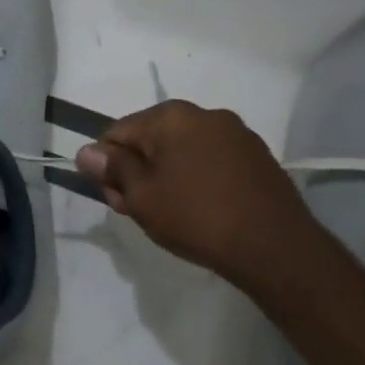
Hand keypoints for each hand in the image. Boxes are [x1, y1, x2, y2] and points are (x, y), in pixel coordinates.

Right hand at [74, 100, 336, 293]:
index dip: (108, 166)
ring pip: (181, 151)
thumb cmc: (197, 217)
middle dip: (138, 171)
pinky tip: (201, 210)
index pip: (118, 133)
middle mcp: (204, 114)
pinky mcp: (258, 157)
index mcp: (171, 116)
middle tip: (140, 211)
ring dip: (167, 176)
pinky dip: (197, 179)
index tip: (116, 199)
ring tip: (171, 214)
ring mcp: (237, 134)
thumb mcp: (141, 197)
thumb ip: (112, 168)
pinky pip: (211, 161)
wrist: (277, 249)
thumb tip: (87, 152)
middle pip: (151, 140)